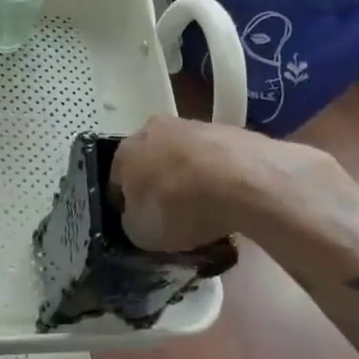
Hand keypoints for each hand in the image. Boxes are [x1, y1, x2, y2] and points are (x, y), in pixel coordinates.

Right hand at [110, 115, 357, 250]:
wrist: (241, 179)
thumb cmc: (179, 206)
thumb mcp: (141, 233)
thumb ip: (133, 222)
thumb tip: (138, 216)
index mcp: (125, 152)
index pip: (116, 182)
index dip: (126, 207)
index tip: (140, 225)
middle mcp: (153, 129)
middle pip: (150, 162)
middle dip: (158, 186)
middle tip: (172, 216)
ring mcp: (192, 125)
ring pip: (182, 157)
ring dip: (188, 178)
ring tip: (206, 211)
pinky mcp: (227, 129)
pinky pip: (213, 159)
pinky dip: (217, 175)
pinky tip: (229, 199)